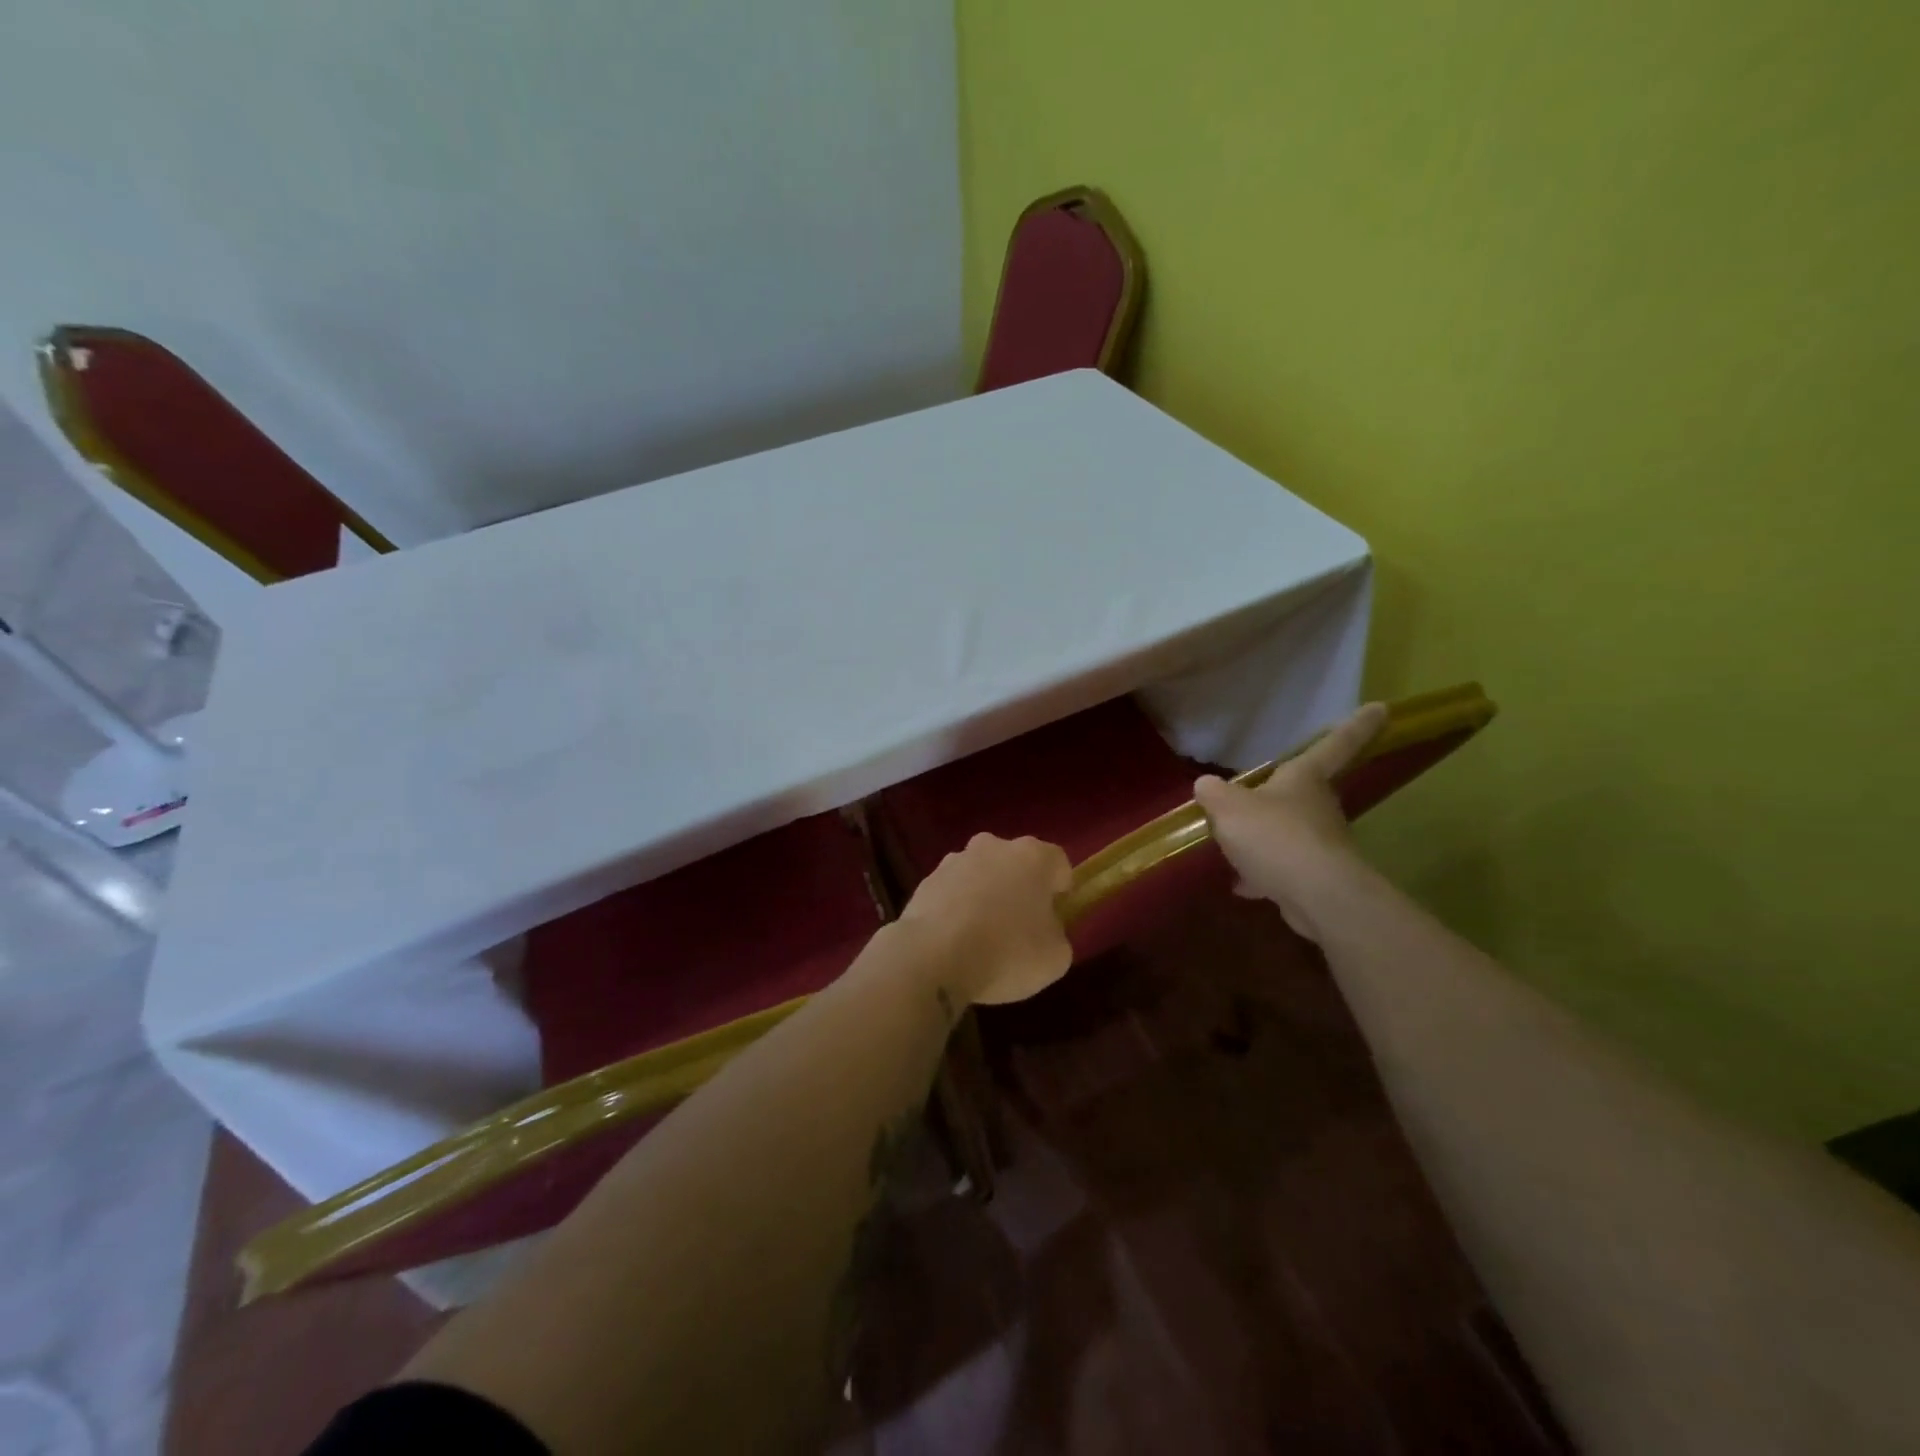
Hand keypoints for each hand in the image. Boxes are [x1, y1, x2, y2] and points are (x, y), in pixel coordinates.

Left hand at [897, 833, 1073, 1006]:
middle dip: (1020, 889)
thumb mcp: (1056, 957)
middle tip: (1021, 928)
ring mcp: (955, 860)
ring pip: (981, 875)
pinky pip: (952, 892)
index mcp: (1033, 856)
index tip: (1056, 918)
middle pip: (1016, 864)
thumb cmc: (1007, 952)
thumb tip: (1045, 930)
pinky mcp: (926, 880)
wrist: (933, 956)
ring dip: (985, 896)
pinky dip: (957, 909)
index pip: (1058, 864)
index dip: (1061, 891)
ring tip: (982, 938)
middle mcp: (993, 846)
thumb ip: (1057, 935)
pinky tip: (955, 941)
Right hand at [1193, 702, 1387, 942]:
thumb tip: (1206, 786)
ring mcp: (1322, 843)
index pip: (1335, 743)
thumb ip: (1213, 793)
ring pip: (1291, 833)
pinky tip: (1242, 883)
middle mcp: (1321, 806)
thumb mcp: (1227, 806)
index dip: (1356, 725)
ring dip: (1267, 838)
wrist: (1314, 895)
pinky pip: (1284, 868)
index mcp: (1306, 778)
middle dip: (1283, 794)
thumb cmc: (1273, 835)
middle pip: (1305, 792)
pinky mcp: (1316, 878)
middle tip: (1255, 798)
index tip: (1382, 707)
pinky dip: (1264, 873)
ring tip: (1235, 847)